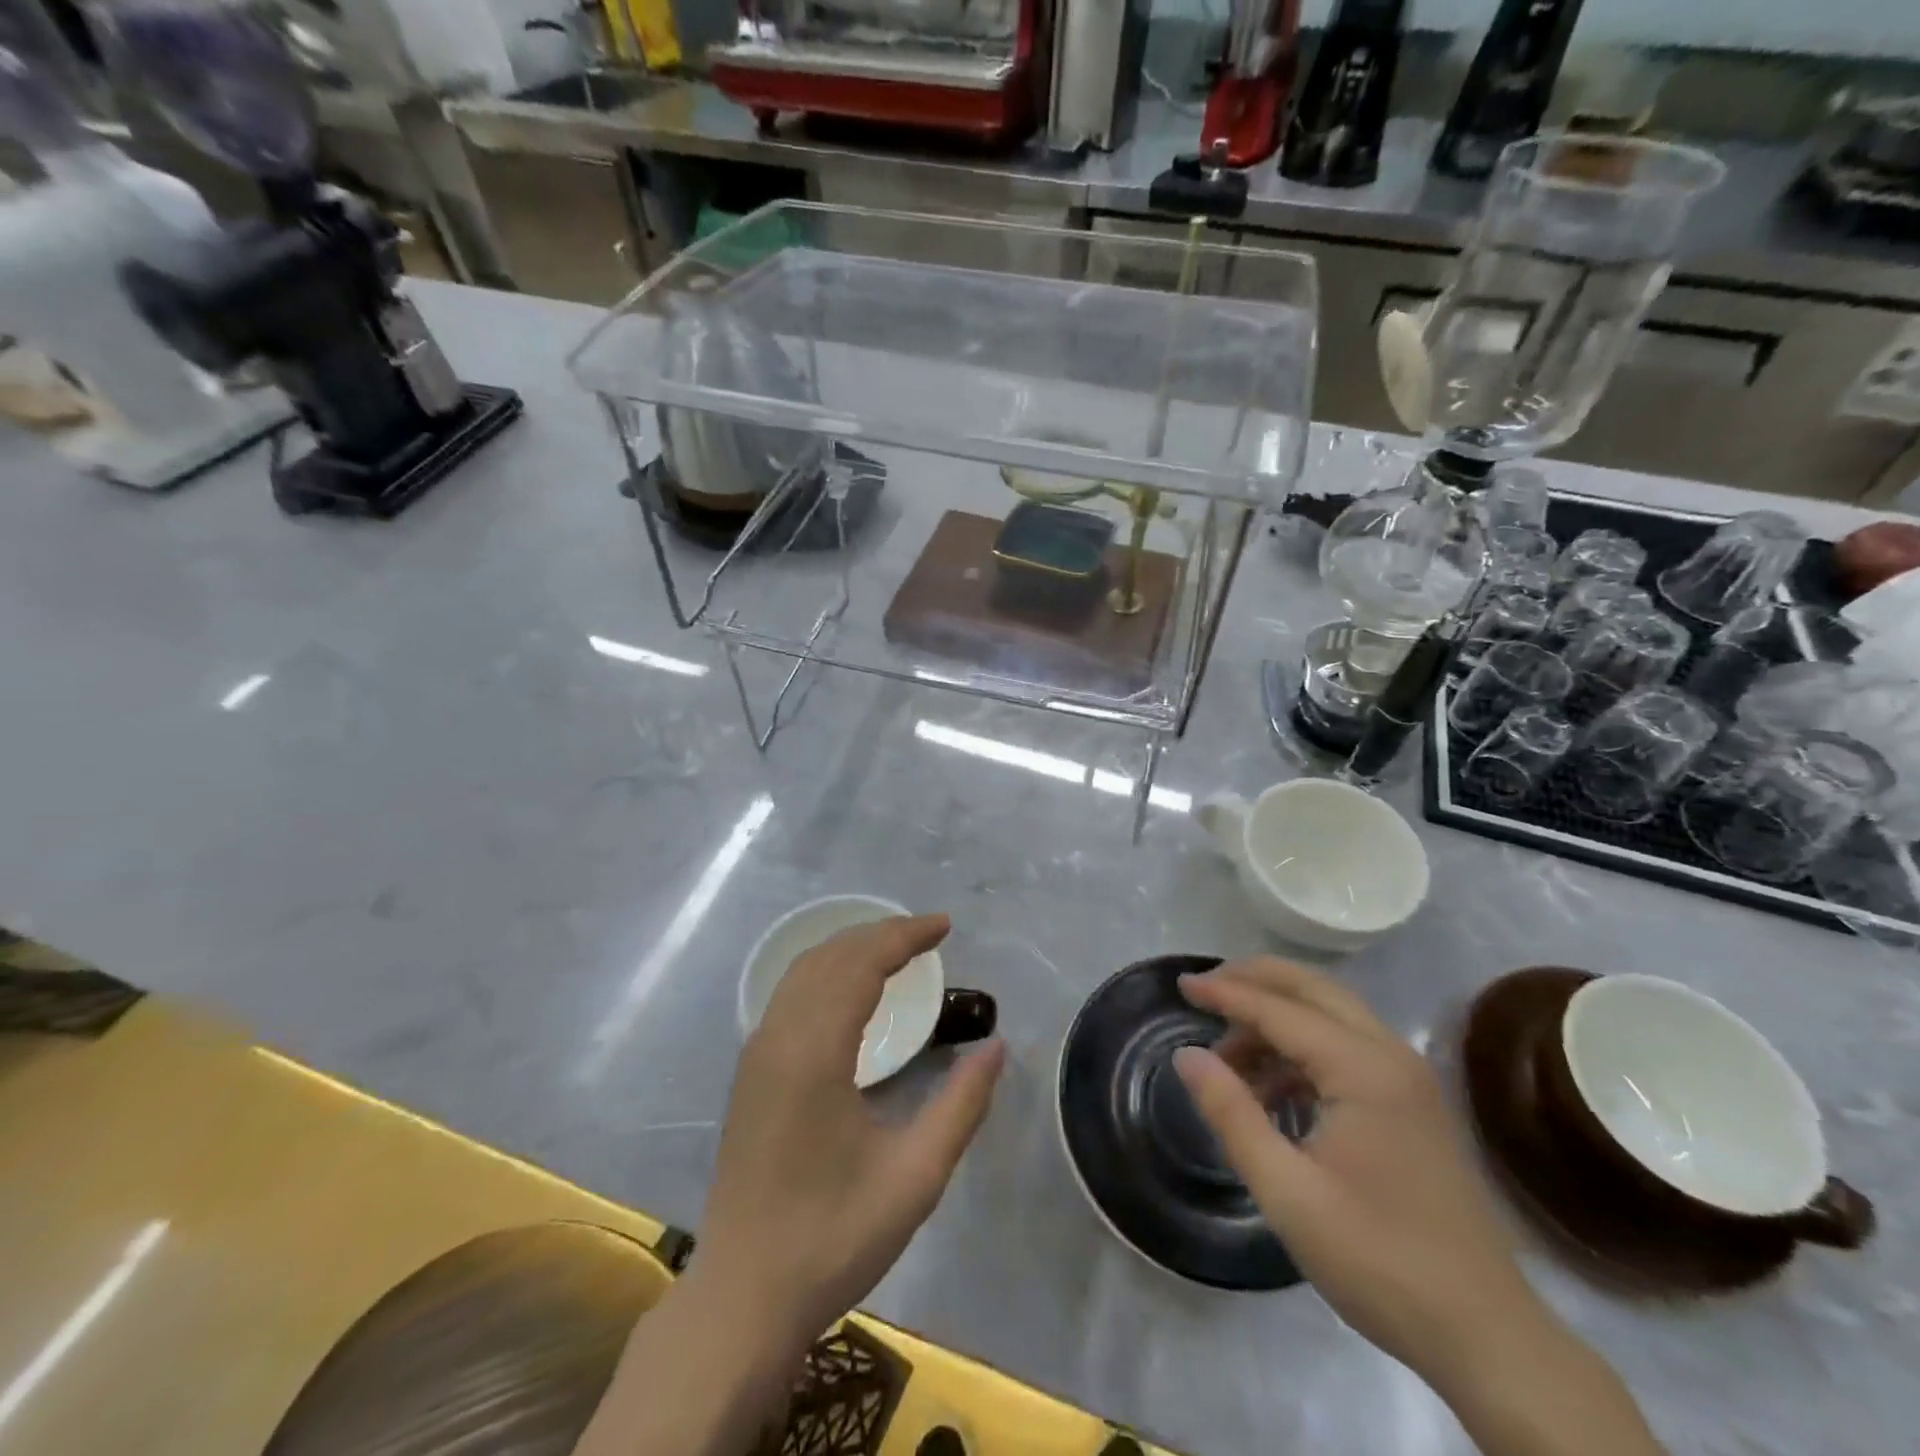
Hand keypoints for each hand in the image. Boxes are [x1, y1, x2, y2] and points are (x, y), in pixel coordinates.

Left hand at [694, 913, 1005, 1347]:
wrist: (743, 1298)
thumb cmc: (832, 1238)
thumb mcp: (915, 1178)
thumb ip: (961, 1106)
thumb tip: (995, 1047)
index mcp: (814, 1054)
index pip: (860, 964)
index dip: (904, 936)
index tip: (945, 926)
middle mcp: (778, 1038)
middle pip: (830, 957)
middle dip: (880, 934)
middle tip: (929, 934)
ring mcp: (756, 1054)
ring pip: (803, 971)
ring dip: (851, 949)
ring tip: (897, 950)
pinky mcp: (750, 1073)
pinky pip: (790, 994)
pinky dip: (827, 972)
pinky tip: (852, 990)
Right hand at [1173, 957, 1540, 1382]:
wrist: (1487, 1336)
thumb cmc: (1379, 1260)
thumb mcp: (1287, 1192)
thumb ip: (1232, 1114)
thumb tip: (1187, 1055)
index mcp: (1364, 1069)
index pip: (1279, 1009)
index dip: (1226, 993)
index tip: (1180, 986)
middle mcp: (1391, 1056)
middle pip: (1313, 989)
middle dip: (1255, 980)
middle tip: (1204, 989)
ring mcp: (1409, 1078)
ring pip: (1332, 1014)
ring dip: (1277, 1016)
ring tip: (1227, 1051)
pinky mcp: (1413, 1103)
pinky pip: (1347, 1047)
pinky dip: (1301, 1047)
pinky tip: (1271, 1086)